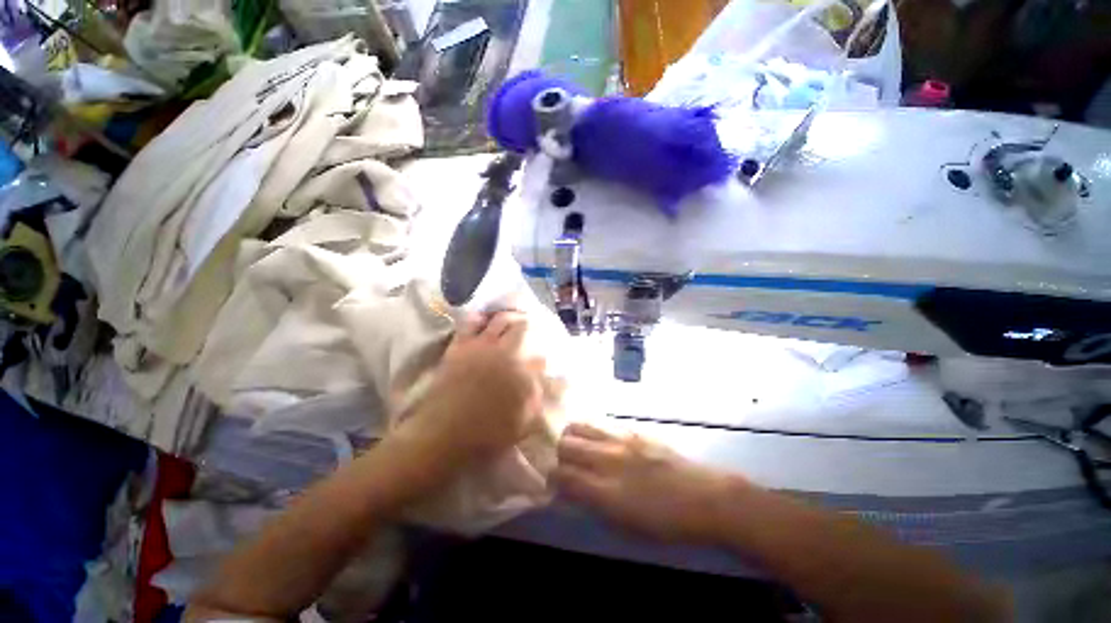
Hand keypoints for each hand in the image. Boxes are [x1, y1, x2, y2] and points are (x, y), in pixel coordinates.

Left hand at [404, 311, 545, 465]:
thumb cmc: (487, 435)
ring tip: (512, 316)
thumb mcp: (523, 424)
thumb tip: (552, 384)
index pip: (541, 356)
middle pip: (522, 329)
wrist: (444, 435)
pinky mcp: (461, 346)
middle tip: (531, 324)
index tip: (544, 356)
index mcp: (524, 372)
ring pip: (500, 320)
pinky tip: (484, 318)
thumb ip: (539, 399)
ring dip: (509, 316)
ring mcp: (482, 347)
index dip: (544, 355)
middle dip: (529, 325)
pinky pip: (471, 323)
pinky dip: (480, 318)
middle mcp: (506, 353)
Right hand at [554, 423, 742, 541]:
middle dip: (559, 454)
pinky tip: (598, 439)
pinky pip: (601, 423)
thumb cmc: (667, 522)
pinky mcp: (633, 430)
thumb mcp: (627, 527)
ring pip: (579, 426)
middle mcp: (609, 459)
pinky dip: (591, 430)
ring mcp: (621, 439)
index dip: (552, 479)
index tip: (555, 484)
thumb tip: (572, 492)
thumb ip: (595, 506)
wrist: (706, 497)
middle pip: (566, 444)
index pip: (562, 475)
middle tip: (567, 464)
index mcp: (606, 490)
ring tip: (579, 447)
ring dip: (572, 436)